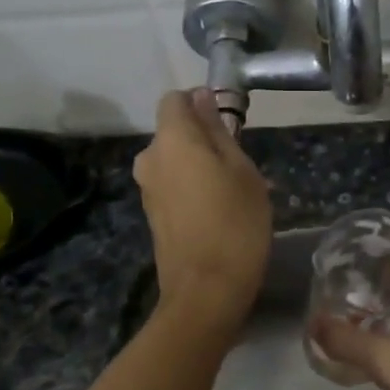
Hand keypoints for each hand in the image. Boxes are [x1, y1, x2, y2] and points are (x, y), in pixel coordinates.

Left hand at [134, 89, 271, 335]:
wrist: (206, 291)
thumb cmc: (235, 223)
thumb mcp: (241, 170)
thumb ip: (218, 130)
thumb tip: (202, 98)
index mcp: (171, 139)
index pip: (175, 99)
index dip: (200, 103)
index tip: (228, 123)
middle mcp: (150, 158)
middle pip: (174, 131)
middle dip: (202, 138)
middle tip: (239, 164)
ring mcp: (147, 189)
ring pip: (174, 160)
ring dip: (199, 165)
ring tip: (232, 191)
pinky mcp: (152, 214)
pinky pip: (172, 185)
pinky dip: (191, 188)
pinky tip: (217, 212)